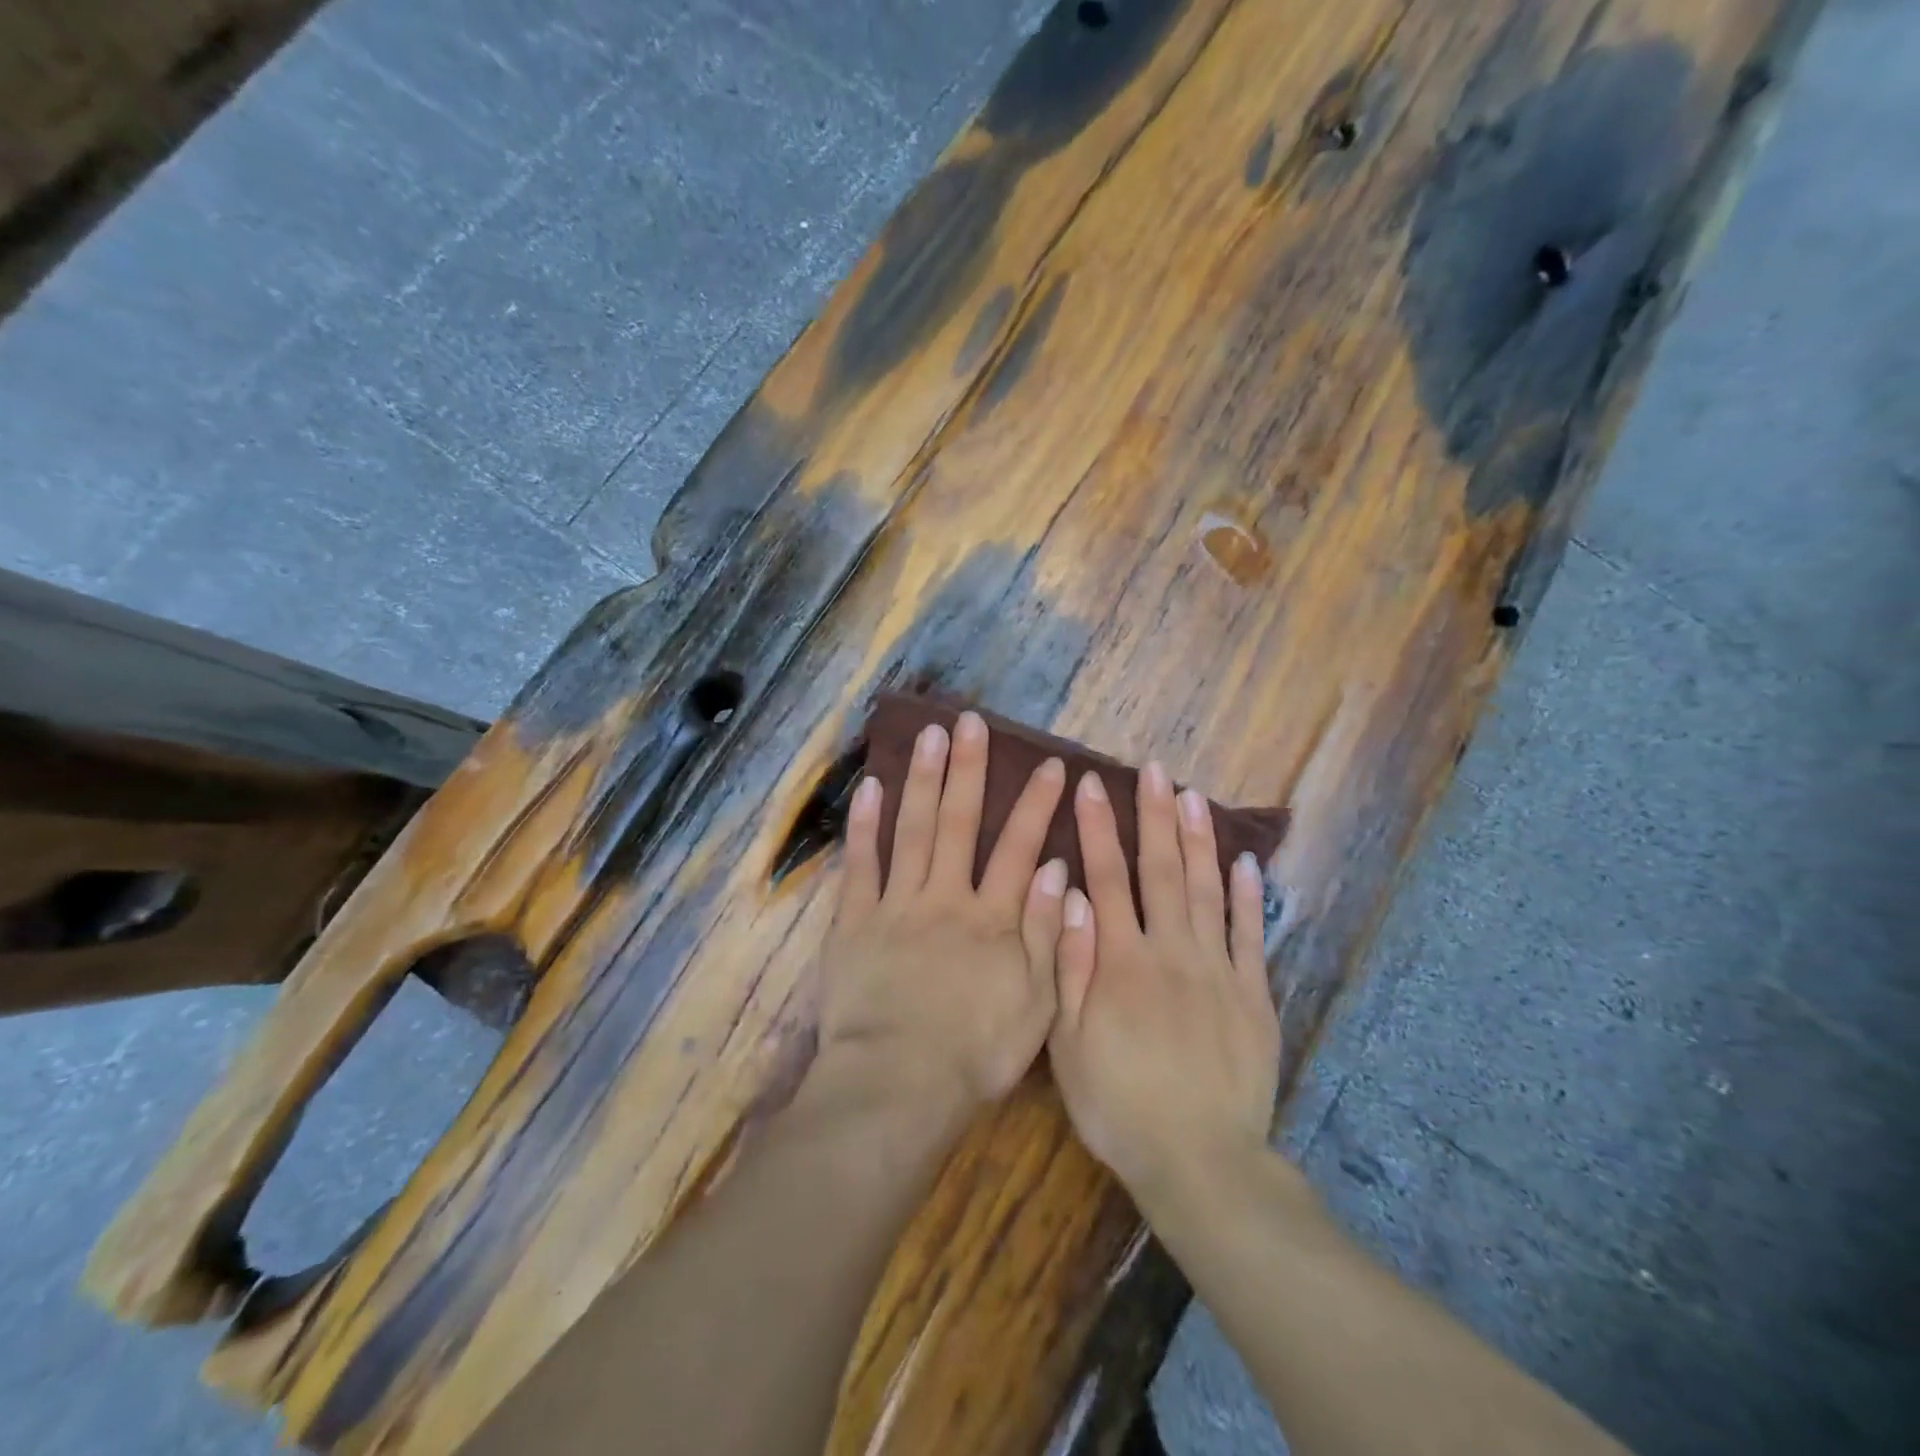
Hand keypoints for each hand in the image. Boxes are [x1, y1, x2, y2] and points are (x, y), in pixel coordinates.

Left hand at [819, 711, 1069, 1117]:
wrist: (898, 1085)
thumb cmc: (975, 1053)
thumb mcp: (1036, 1005)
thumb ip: (1047, 934)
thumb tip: (1055, 869)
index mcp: (992, 919)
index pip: (1019, 847)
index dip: (1037, 805)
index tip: (1051, 765)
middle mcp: (945, 897)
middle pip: (959, 822)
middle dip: (968, 769)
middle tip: (970, 722)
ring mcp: (896, 904)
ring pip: (911, 829)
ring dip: (921, 779)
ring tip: (928, 735)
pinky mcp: (855, 921)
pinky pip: (860, 865)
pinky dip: (864, 825)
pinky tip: (869, 787)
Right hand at [1047, 762, 1279, 1200]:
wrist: (1198, 1160)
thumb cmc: (1117, 1102)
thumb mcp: (1067, 1042)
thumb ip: (1068, 964)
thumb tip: (1070, 895)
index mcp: (1121, 960)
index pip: (1107, 878)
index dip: (1099, 827)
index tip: (1093, 785)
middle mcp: (1171, 951)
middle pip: (1162, 871)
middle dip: (1155, 816)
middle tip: (1154, 770)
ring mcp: (1218, 970)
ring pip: (1208, 890)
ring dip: (1200, 840)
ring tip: (1195, 796)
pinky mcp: (1253, 995)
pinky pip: (1252, 935)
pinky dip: (1250, 896)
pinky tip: (1247, 862)